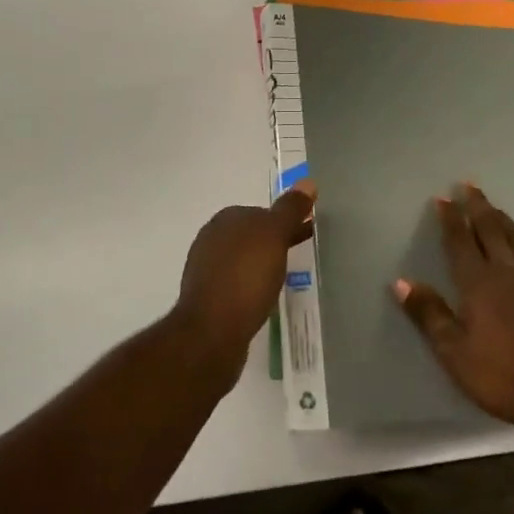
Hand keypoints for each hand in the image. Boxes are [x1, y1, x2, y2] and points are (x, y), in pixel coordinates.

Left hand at [172, 187, 315, 378]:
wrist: (212, 332)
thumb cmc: (245, 277)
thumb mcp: (274, 236)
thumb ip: (290, 210)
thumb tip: (307, 181)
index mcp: (225, 220)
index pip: (260, 212)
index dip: (284, 221)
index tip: (306, 232)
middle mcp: (211, 239)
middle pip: (251, 236)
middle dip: (275, 242)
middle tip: (301, 253)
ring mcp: (206, 270)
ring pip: (244, 261)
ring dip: (262, 265)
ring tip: (286, 279)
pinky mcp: (208, 299)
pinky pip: (237, 284)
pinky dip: (252, 286)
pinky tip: (264, 299)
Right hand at [394, 184, 513, 441]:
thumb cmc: (502, 375)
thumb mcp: (454, 351)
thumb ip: (429, 314)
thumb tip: (401, 282)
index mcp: (478, 282)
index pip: (460, 241)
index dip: (450, 219)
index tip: (442, 198)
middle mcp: (507, 272)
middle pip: (491, 230)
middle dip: (478, 207)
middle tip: (469, 186)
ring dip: (503, 220)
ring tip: (495, 208)